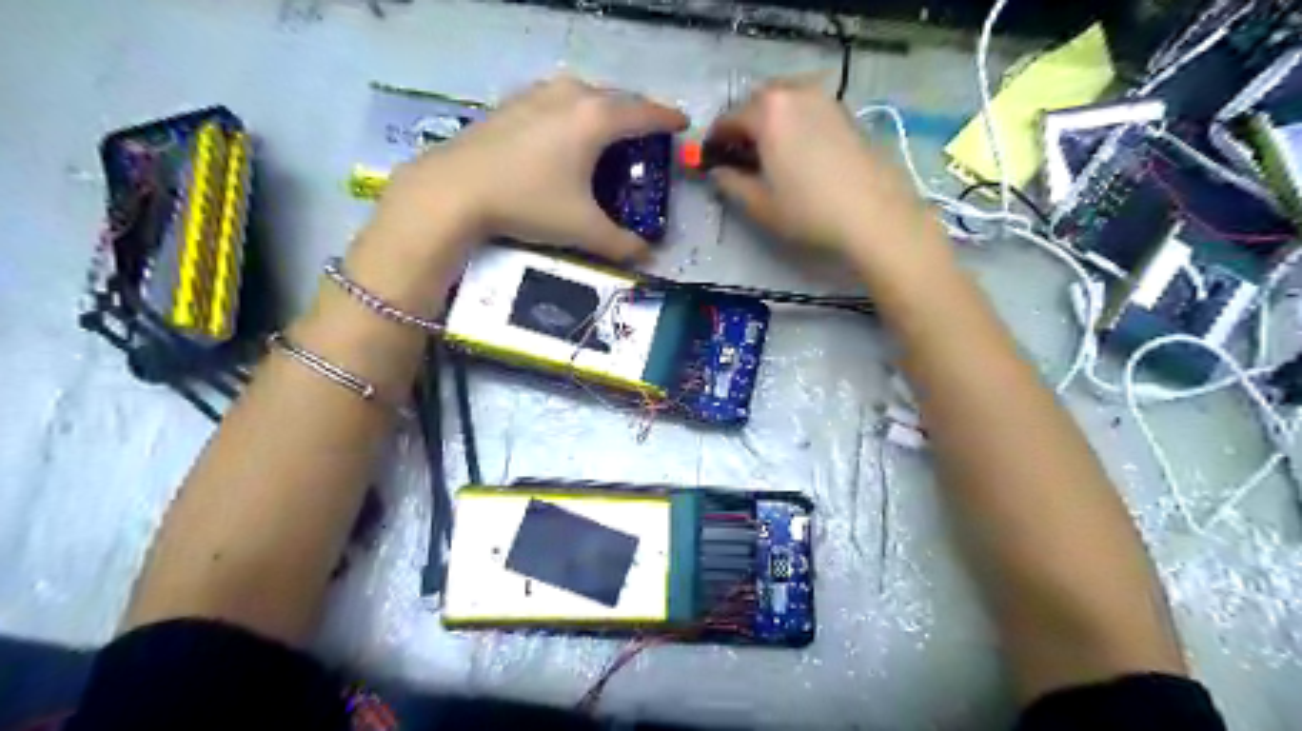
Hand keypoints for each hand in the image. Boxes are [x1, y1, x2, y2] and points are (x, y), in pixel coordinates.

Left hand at [366, 76, 690, 264]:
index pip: (645, 114)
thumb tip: (647, 255)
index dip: (668, 120)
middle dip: (637, 114)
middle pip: (617, 98)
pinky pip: (558, 101)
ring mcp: (538, 95)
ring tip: (610, 134)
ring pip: (585, 95)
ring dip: (604, 110)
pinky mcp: (513, 103)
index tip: (683, 125)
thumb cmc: (528, 203)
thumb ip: (621, 243)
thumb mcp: (582, 229)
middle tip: (648, 136)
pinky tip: (566, 134)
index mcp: (596, 119)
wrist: (454, 189)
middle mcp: (570, 96)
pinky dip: (574, 113)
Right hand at [704, 81, 935, 260]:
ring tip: (769, 154)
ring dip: (770, 121)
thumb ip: (730, 184)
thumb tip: (717, 173)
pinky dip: (795, 123)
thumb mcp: (759, 204)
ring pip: (786, 102)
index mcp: (767, 111)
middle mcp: (796, 93)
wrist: (874, 215)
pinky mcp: (847, 112)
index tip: (710, 160)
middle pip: (757, 102)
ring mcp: (825, 99)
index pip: (728, 119)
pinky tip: (798, 152)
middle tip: (738, 156)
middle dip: (743, 125)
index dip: (714, 141)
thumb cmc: (808, 211)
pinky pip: (808, 109)